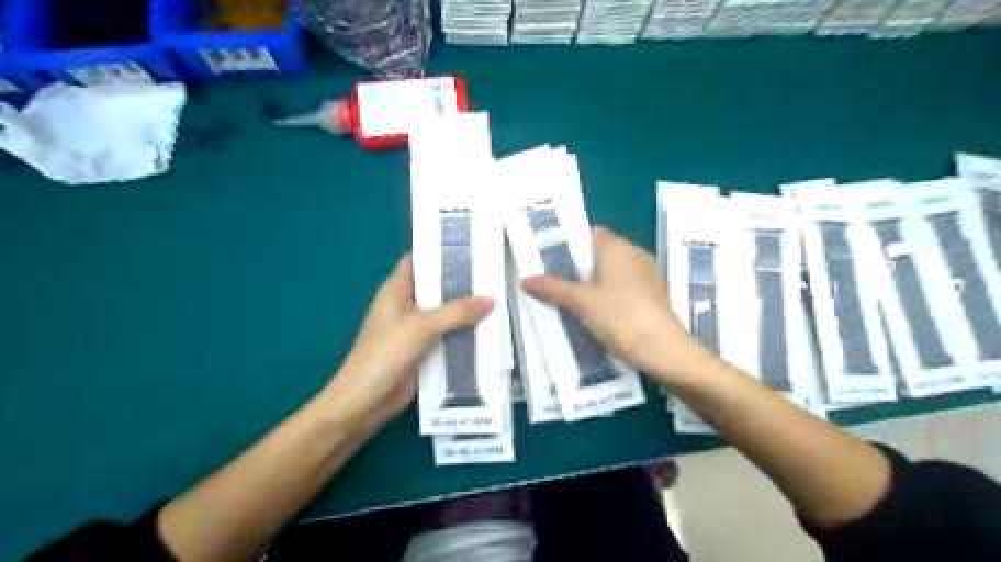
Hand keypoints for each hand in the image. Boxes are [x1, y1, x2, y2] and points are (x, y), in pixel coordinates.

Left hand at [321, 256, 491, 429]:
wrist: (366, 400)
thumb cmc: (386, 353)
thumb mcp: (423, 326)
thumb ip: (458, 311)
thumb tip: (492, 299)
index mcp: (397, 288)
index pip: (419, 259)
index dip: (441, 251)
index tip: (471, 247)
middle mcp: (406, 304)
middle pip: (436, 286)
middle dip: (462, 281)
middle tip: (494, 273)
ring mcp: (414, 328)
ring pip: (444, 311)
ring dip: (466, 308)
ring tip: (498, 297)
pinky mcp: (422, 348)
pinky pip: (446, 334)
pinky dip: (463, 330)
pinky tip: (487, 328)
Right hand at [525, 225, 719, 387]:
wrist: (665, 351)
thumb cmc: (621, 317)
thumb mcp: (581, 303)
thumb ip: (553, 288)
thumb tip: (524, 279)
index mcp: (617, 247)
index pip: (591, 233)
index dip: (571, 243)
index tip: (551, 258)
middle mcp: (634, 253)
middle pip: (600, 252)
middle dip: (578, 265)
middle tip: (554, 280)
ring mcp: (646, 274)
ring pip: (613, 270)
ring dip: (594, 281)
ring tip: (569, 297)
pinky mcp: (653, 294)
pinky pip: (624, 285)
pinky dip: (609, 292)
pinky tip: (595, 311)